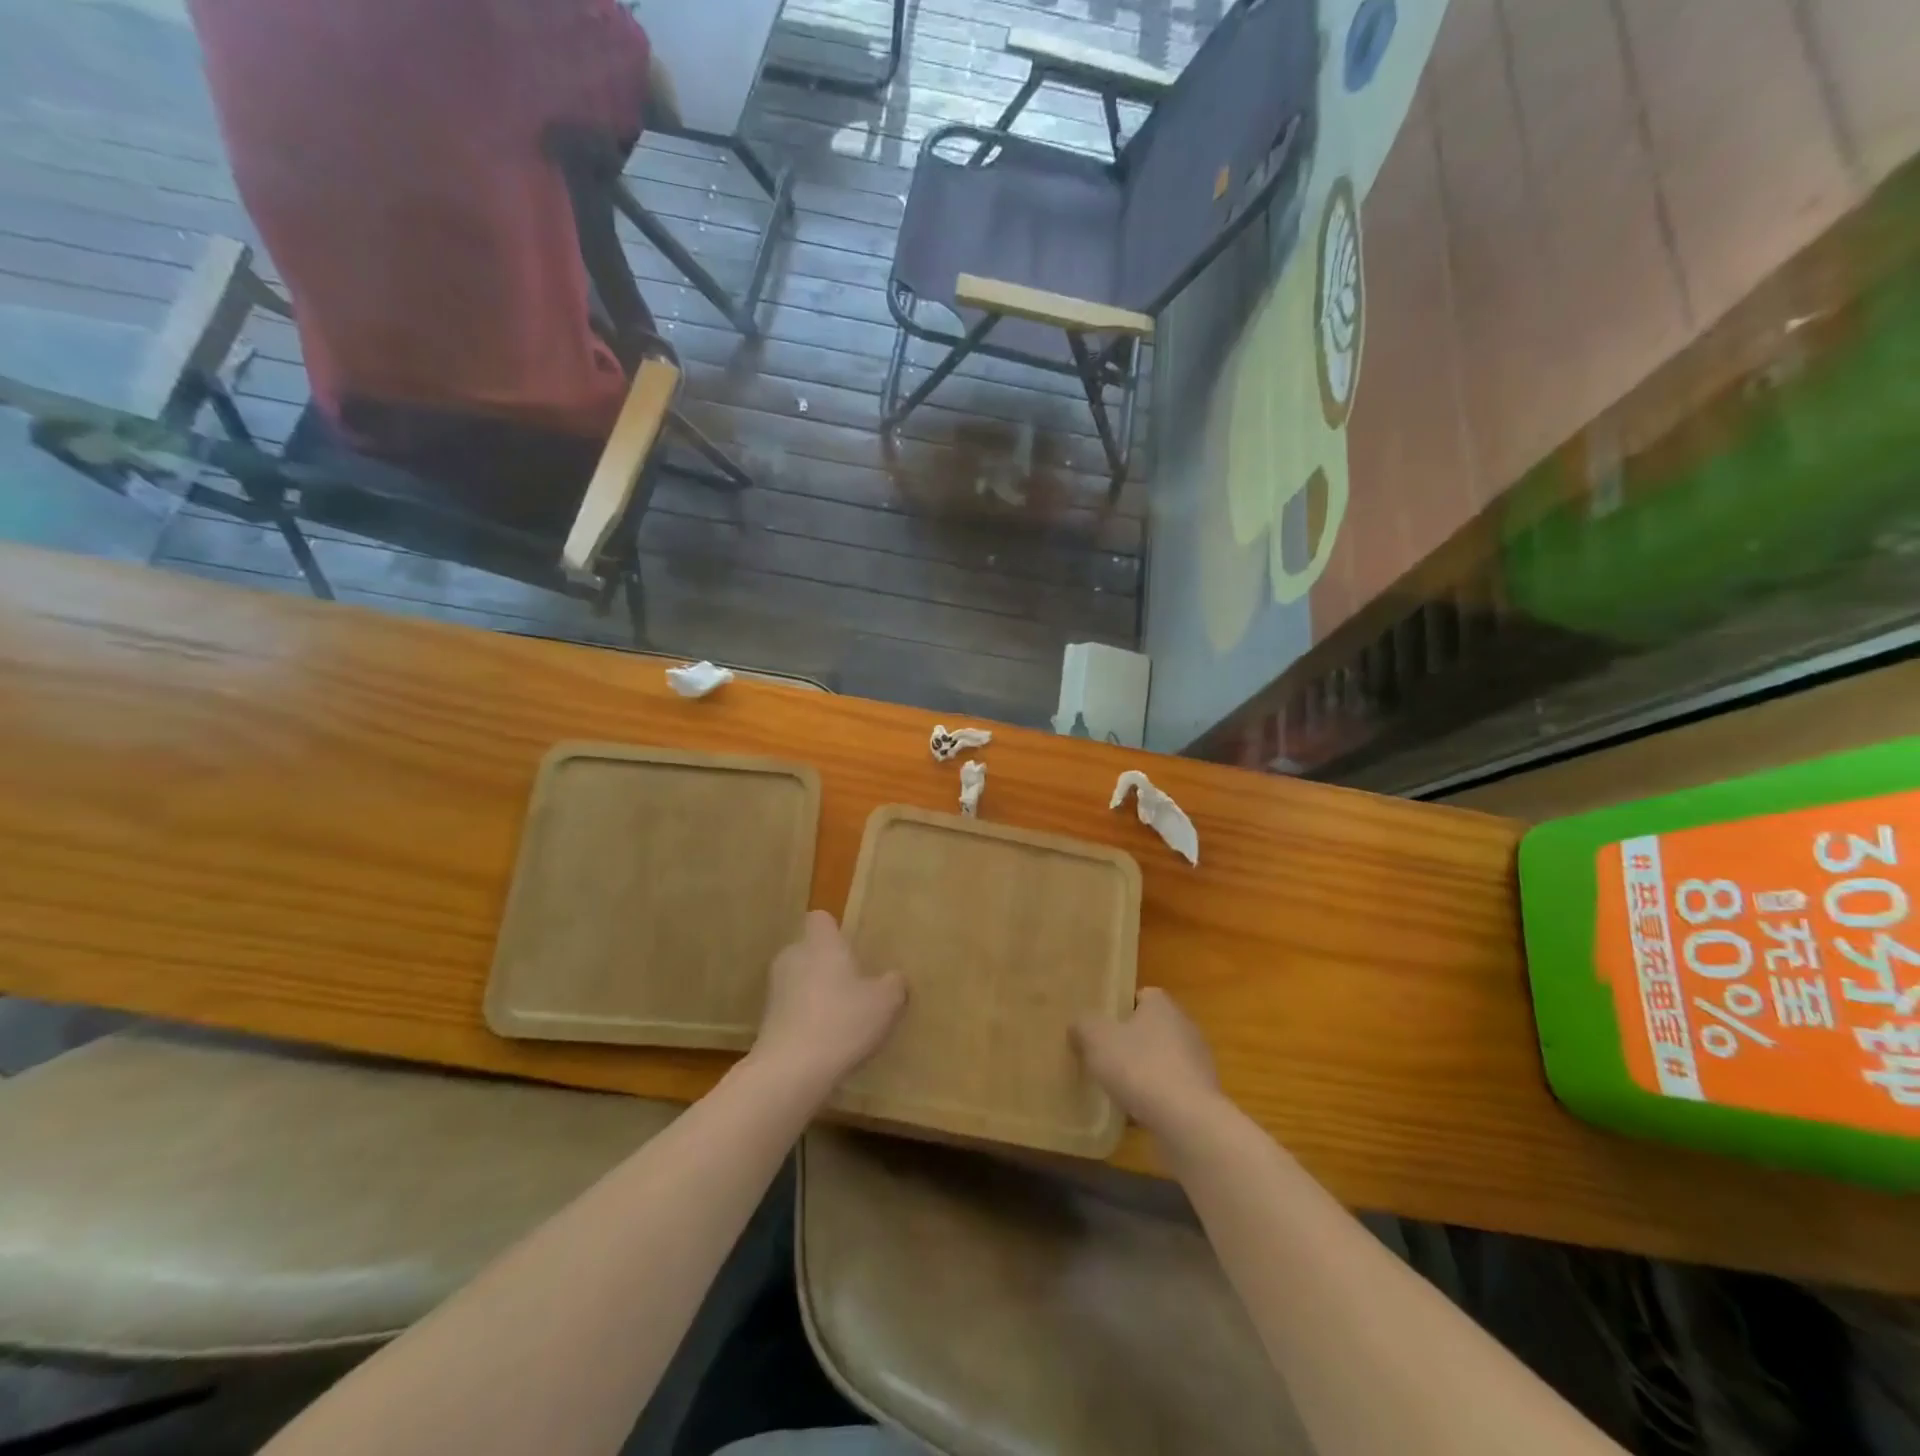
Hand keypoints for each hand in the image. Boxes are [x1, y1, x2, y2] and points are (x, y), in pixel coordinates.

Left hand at [751, 911, 905, 1094]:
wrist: (790, 1071)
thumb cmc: (842, 1022)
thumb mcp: (885, 1002)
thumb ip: (894, 983)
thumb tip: (894, 977)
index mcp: (820, 943)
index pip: (820, 919)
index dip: (834, 930)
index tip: (852, 948)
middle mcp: (793, 957)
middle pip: (809, 950)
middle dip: (827, 964)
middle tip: (853, 986)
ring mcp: (775, 989)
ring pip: (798, 980)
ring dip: (815, 993)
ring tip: (840, 1018)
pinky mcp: (766, 1021)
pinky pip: (791, 1009)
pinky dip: (805, 1019)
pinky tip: (824, 1042)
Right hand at [1073, 988, 1226, 1138]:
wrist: (1187, 1121)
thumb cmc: (1139, 1067)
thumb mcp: (1097, 1039)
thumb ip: (1084, 1026)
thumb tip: (1079, 1025)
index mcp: (1162, 1005)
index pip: (1142, 996)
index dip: (1120, 1009)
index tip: (1102, 1027)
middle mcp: (1185, 1027)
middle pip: (1152, 1028)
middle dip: (1131, 1042)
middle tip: (1105, 1057)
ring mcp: (1198, 1062)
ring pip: (1163, 1060)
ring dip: (1144, 1072)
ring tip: (1119, 1089)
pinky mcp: (1203, 1095)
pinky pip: (1172, 1089)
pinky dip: (1157, 1098)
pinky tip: (1138, 1114)